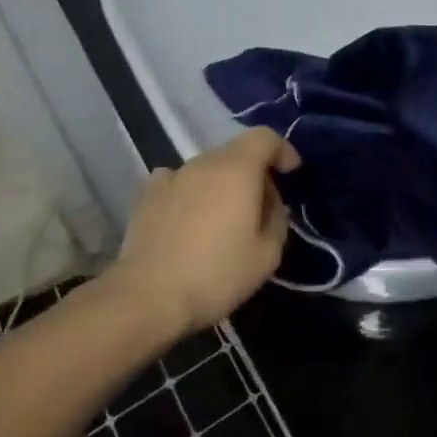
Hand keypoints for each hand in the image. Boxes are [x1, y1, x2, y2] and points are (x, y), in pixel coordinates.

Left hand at [107, 128, 301, 336]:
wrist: (147, 298)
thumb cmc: (216, 274)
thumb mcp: (267, 254)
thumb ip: (277, 219)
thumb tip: (270, 204)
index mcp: (238, 169)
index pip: (264, 137)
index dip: (282, 150)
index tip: (290, 173)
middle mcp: (203, 163)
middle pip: (236, 152)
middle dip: (254, 171)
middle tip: (261, 207)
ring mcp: (171, 177)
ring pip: (207, 168)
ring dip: (222, 184)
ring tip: (222, 218)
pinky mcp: (145, 197)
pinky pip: (177, 182)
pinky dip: (190, 191)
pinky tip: (188, 217)